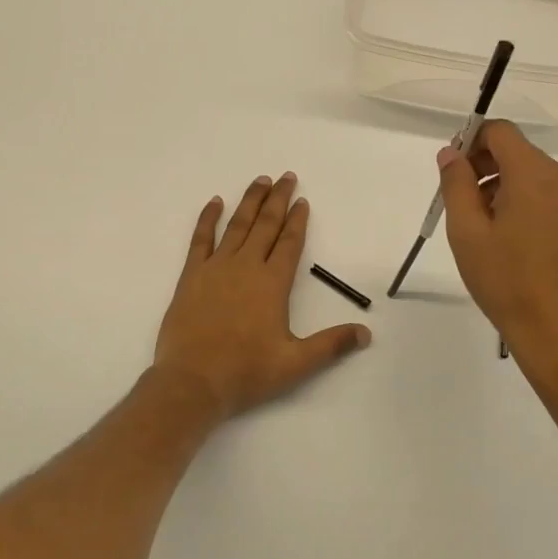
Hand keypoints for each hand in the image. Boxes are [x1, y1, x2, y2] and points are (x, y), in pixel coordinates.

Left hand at [153, 173, 371, 419]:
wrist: (192, 382)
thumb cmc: (245, 372)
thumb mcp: (295, 364)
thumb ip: (331, 345)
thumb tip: (366, 334)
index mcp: (272, 284)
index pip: (289, 243)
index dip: (298, 221)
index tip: (303, 201)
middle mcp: (246, 267)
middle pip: (266, 225)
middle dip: (278, 199)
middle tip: (287, 177)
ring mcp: (216, 268)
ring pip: (237, 225)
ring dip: (250, 201)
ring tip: (260, 180)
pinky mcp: (191, 276)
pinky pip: (201, 239)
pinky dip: (208, 218)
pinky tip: (215, 202)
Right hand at [436, 121, 557, 386]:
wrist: (557, 332)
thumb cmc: (505, 281)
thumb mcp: (467, 231)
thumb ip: (456, 183)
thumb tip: (451, 152)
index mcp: (535, 176)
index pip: (501, 132)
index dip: (473, 141)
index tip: (455, 170)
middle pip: (519, 152)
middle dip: (487, 166)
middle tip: (463, 201)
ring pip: (536, 174)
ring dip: (507, 185)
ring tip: (488, 225)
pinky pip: (554, 194)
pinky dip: (530, 201)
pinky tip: (516, 236)